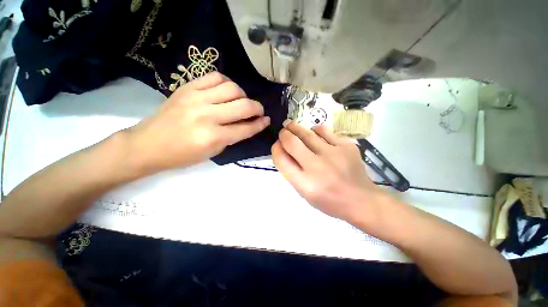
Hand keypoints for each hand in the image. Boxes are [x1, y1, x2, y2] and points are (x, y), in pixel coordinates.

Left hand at [128, 72, 269, 172]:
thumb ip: (233, 136)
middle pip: (244, 105)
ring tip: (241, 101)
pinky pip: (215, 77)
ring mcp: (196, 98)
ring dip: (243, 95)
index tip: (267, 120)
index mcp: (213, 137)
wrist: (148, 144)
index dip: (260, 124)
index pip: (246, 128)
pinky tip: (226, 91)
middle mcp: (207, 115)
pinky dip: (227, 83)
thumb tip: (250, 124)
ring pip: (232, 88)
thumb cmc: (183, 155)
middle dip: (257, 108)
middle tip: (258, 111)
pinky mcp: (187, 87)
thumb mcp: (213, 152)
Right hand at [272, 121, 381, 220]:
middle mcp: (317, 167)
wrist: (361, 200)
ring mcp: (334, 154)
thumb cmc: (329, 200)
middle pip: (292, 142)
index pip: (281, 159)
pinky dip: (315, 130)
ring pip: (307, 132)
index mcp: (305, 183)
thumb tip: (283, 149)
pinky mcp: (347, 145)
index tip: (277, 144)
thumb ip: (292, 171)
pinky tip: (314, 133)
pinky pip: (324, 130)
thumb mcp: (304, 192)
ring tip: (292, 126)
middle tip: (283, 131)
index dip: (276, 148)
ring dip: (296, 127)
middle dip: (284, 133)